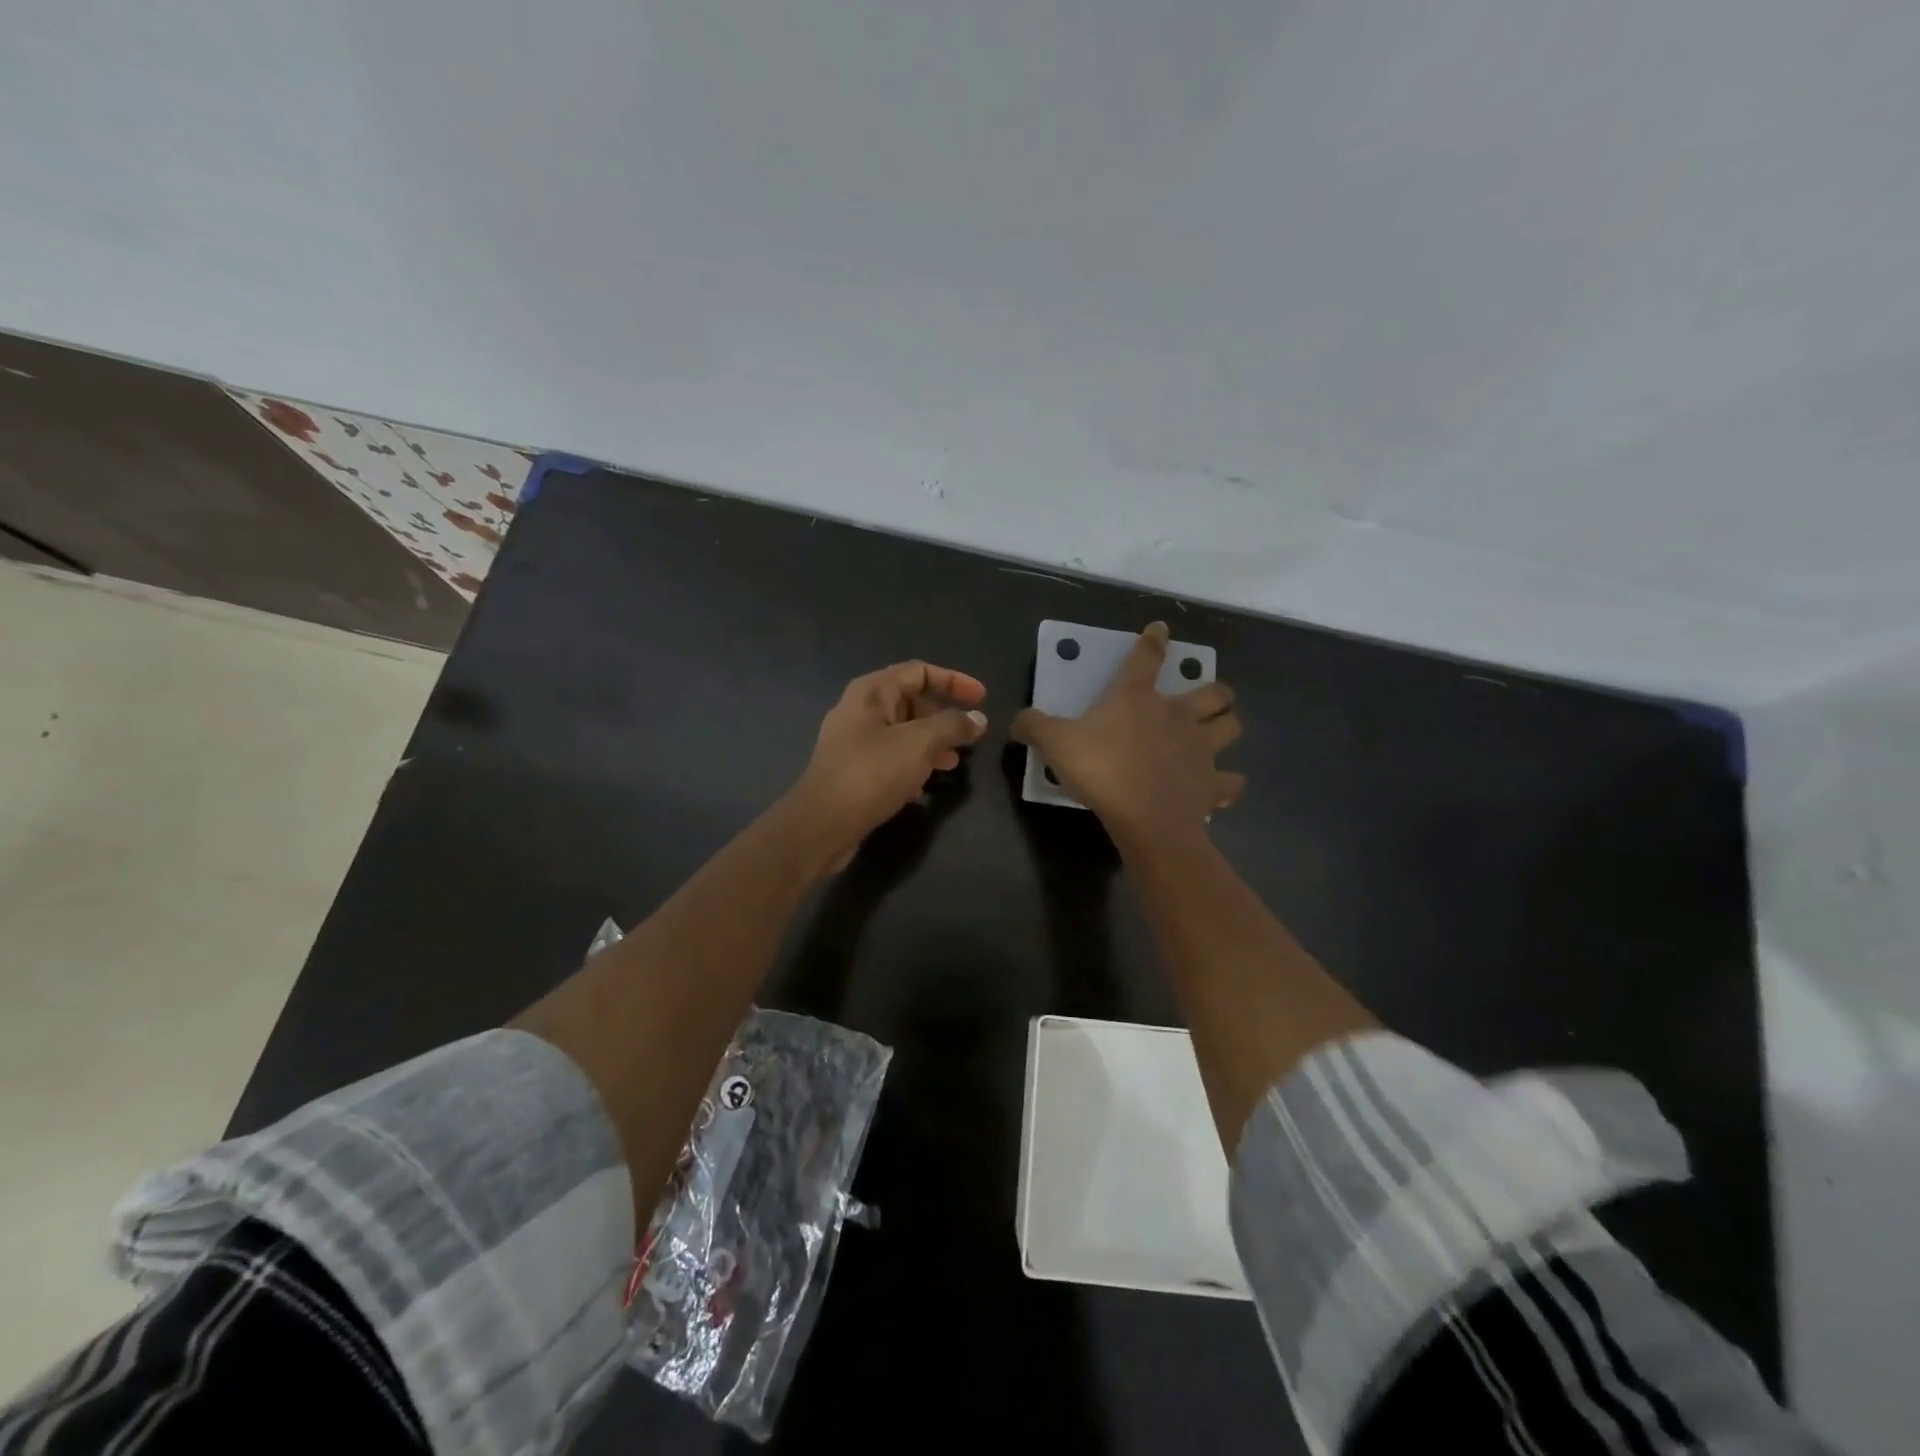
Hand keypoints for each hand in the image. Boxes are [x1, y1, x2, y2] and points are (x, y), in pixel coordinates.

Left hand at [786, 661, 988, 867]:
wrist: (822, 823)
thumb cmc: (872, 773)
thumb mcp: (920, 744)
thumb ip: (952, 726)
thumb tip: (977, 718)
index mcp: (872, 691)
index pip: (919, 671)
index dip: (954, 681)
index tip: (982, 698)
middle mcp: (860, 710)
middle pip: (910, 700)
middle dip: (944, 715)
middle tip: (969, 735)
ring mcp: (853, 741)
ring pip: (902, 732)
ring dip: (931, 742)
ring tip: (954, 762)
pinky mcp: (853, 770)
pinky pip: (890, 757)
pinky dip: (913, 763)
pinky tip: (925, 785)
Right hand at [1011, 622, 1242, 843]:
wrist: (1144, 818)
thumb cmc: (1101, 771)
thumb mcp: (1055, 743)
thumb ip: (1034, 726)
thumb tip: (1017, 719)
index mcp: (1137, 698)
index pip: (1146, 657)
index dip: (1153, 640)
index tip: (1161, 628)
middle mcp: (1177, 716)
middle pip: (1214, 692)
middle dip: (1216, 690)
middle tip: (1208, 696)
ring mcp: (1201, 749)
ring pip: (1232, 726)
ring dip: (1228, 725)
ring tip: (1219, 730)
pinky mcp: (1212, 784)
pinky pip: (1230, 782)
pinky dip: (1227, 783)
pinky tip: (1219, 786)